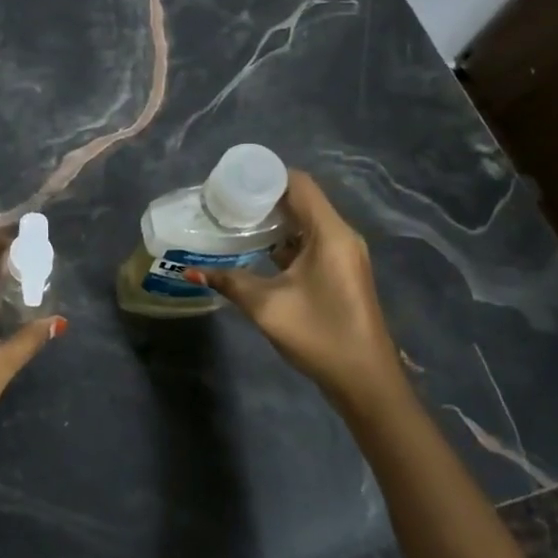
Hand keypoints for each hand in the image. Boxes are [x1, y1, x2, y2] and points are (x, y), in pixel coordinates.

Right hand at [191, 170, 407, 415]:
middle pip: (301, 199)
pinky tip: (255, 249)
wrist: (365, 381)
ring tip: (234, 221)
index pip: (298, 183)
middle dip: (263, 197)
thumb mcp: (267, 306)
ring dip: (273, 220)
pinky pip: (310, 241)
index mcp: (329, 233)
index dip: (265, 176)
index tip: (231, 181)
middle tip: (225, 202)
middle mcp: (340, 236)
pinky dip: (284, 240)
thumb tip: (191, 270)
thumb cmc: (319, 335)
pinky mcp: (339, 271)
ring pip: (305, 222)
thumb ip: (229, 282)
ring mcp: (342, 254)